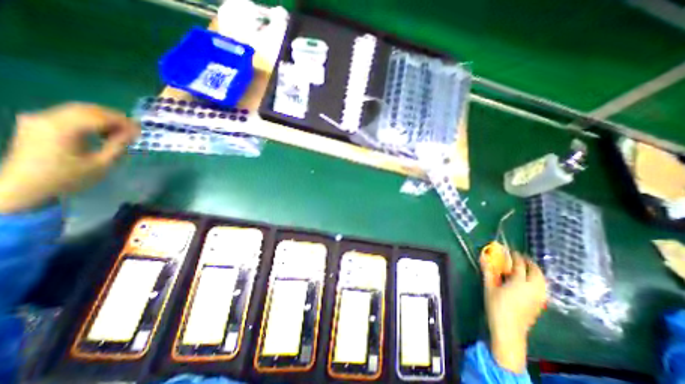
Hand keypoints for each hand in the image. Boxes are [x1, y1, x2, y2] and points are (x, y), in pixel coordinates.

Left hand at [0, 103, 137, 214]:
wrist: (24, 186)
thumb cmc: (68, 177)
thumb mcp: (101, 164)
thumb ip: (118, 145)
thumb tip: (134, 132)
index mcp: (63, 128)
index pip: (101, 116)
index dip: (124, 122)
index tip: (140, 132)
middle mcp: (47, 117)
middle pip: (89, 109)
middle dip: (115, 118)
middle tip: (133, 131)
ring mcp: (39, 118)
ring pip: (79, 109)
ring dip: (103, 118)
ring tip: (119, 133)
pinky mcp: (37, 122)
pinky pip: (69, 114)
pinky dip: (89, 120)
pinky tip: (100, 132)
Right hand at [481, 252, 545, 371]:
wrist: (509, 329)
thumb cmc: (496, 305)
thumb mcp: (489, 286)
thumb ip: (487, 270)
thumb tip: (482, 256)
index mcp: (519, 282)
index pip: (520, 265)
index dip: (516, 256)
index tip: (511, 251)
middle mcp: (533, 288)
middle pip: (536, 272)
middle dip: (529, 262)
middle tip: (521, 257)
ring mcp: (539, 297)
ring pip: (542, 280)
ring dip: (535, 271)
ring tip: (527, 267)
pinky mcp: (540, 304)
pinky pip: (543, 287)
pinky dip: (538, 280)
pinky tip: (531, 282)